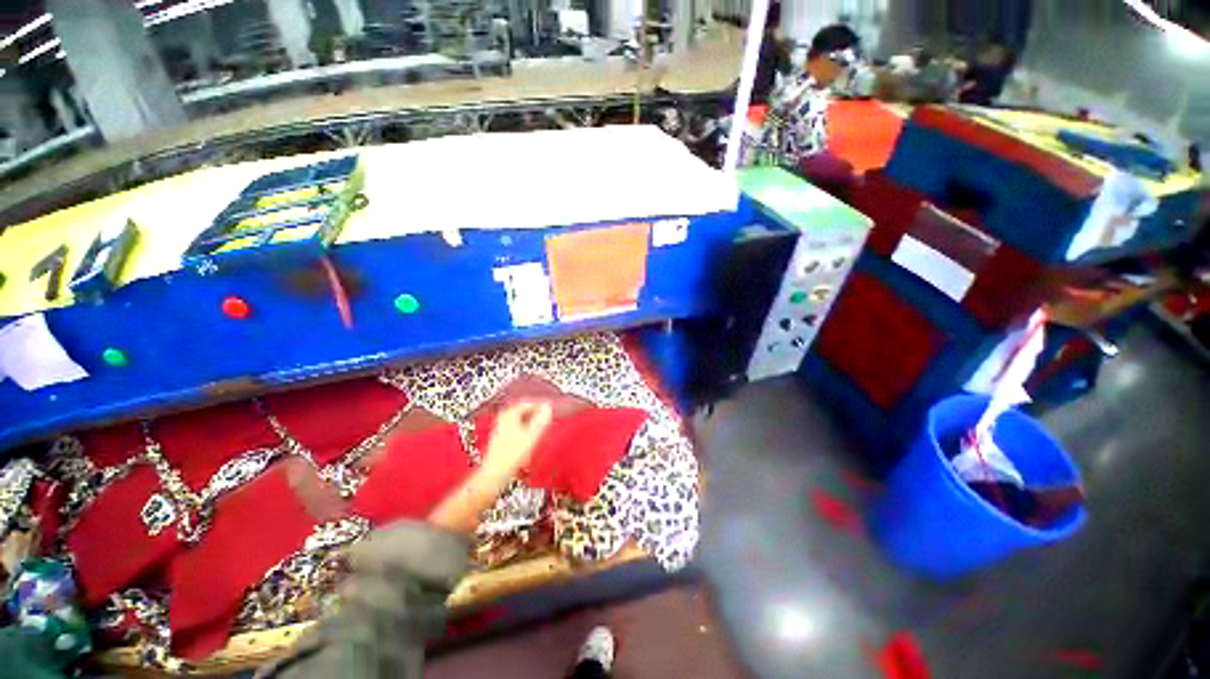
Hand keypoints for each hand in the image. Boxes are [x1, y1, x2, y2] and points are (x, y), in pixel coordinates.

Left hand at [483, 401, 553, 477]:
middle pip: (523, 409)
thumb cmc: (512, 455)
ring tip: (541, 424)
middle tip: (546, 414)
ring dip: (531, 419)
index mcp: (509, 414)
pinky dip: (525, 426)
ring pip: (519, 418)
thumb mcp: (531, 436)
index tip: (550, 407)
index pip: (528, 402)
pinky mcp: (500, 438)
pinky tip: (530, 435)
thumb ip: (541, 421)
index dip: (541, 404)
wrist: (494, 474)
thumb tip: (548, 408)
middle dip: (535, 411)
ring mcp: (500, 428)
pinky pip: (516, 425)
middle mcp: (503, 418)